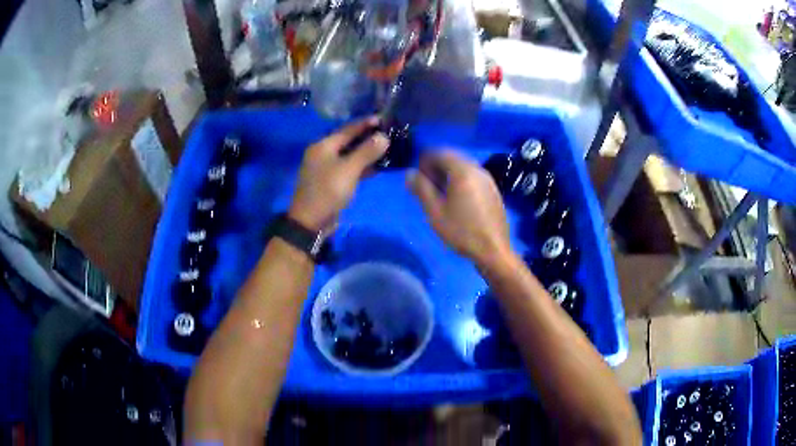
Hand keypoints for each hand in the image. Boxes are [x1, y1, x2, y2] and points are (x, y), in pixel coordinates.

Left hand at [289, 117, 388, 230]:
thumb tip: (383, 136)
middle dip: (368, 137)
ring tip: (387, 148)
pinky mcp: (332, 182)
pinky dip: (362, 166)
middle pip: (349, 141)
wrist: (311, 222)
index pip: (348, 129)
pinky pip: (349, 168)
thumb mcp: (349, 170)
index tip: (383, 118)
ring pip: (350, 155)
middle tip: (388, 133)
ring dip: (367, 152)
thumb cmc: (328, 191)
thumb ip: (366, 152)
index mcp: (323, 146)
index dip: (366, 123)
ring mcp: (327, 168)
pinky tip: (377, 166)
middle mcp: (323, 153)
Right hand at [408, 150, 511, 267]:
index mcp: (463, 171)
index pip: (440, 152)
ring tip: (438, 194)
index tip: (417, 176)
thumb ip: (421, 189)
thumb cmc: (462, 231)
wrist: (493, 251)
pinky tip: (456, 200)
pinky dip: (461, 181)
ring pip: (464, 168)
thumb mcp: (435, 212)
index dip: (425, 160)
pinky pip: (473, 177)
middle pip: (453, 158)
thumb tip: (410, 173)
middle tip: (425, 185)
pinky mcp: (493, 191)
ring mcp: (488, 180)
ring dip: (448, 174)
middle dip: (436, 166)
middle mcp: (478, 170)